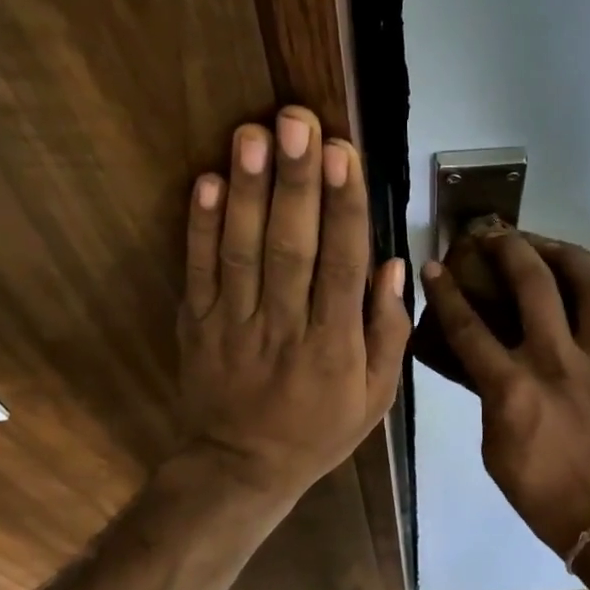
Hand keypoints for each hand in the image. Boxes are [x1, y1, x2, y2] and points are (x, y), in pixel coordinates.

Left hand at [179, 107, 409, 504]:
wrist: (241, 468)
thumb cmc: (318, 431)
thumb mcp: (375, 399)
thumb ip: (387, 333)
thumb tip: (391, 266)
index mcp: (334, 345)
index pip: (342, 266)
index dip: (344, 208)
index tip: (344, 154)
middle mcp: (284, 327)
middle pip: (292, 247)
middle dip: (296, 181)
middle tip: (298, 121)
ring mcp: (234, 323)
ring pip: (242, 250)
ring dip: (248, 190)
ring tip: (253, 134)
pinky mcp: (197, 323)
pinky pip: (199, 271)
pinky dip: (200, 226)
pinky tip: (208, 181)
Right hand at [421, 231, 589, 555]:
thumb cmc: (544, 493)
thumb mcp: (495, 449)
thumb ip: (491, 398)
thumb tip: (492, 363)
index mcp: (513, 388)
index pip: (468, 327)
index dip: (446, 291)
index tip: (436, 265)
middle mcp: (558, 362)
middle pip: (532, 284)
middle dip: (508, 248)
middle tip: (495, 234)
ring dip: (566, 253)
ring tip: (550, 245)